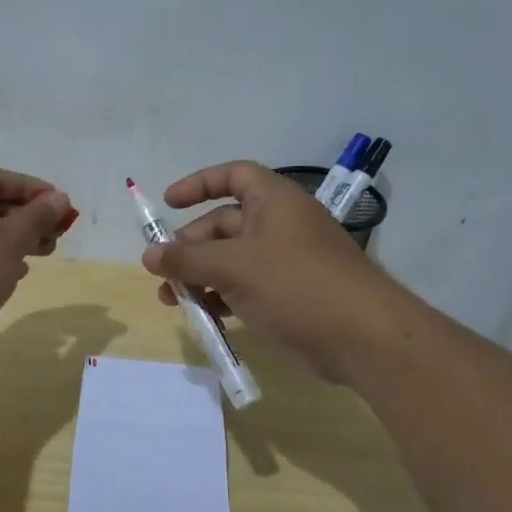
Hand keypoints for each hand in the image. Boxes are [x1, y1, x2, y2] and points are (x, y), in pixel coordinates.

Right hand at [143, 160, 407, 380]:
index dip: (199, 184)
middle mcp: (280, 224)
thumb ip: (187, 260)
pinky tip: (204, 316)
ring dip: (200, 276)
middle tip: (164, 272)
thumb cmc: (295, 284)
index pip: (232, 176)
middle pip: (225, 223)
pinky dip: (223, 296)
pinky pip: (247, 287)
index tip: (168, 203)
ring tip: (172, 301)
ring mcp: (287, 261)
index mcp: (273, 201)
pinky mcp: (291, 294)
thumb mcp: (233, 267)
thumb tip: (148, 256)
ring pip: (232, 260)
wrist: (362, 336)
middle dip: (191, 246)